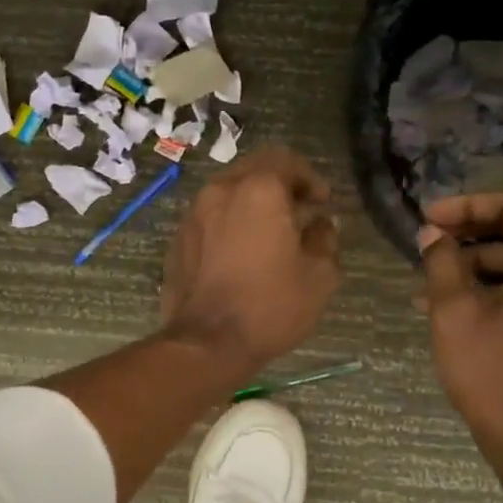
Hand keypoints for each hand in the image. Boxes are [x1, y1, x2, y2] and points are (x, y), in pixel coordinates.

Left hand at [160, 147, 341, 373]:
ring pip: (227, 191)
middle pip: (253, 169)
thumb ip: (324, 239)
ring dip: (251, 201)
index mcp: (258, 190)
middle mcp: (220, 191)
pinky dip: (228, 221)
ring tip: (270, 231)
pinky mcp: (178, 239)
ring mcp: (193, 214)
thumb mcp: (319, 276)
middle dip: (279, 183)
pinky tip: (241, 250)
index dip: (309, 177)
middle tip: (298, 210)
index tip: (321, 202)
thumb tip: (319, 225)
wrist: (206, 343)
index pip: (285, 160)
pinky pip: (209, 216)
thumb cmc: (270, 306)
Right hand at [417, 190, 502, 470]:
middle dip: (487, 223)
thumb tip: (432, 234)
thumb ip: (442, 263)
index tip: (432, 221)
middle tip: (444, 237)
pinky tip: (471, 302)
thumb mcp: (454, 315)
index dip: (473, 205)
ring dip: (495, 255)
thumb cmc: (495, 378)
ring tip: (443, 278)